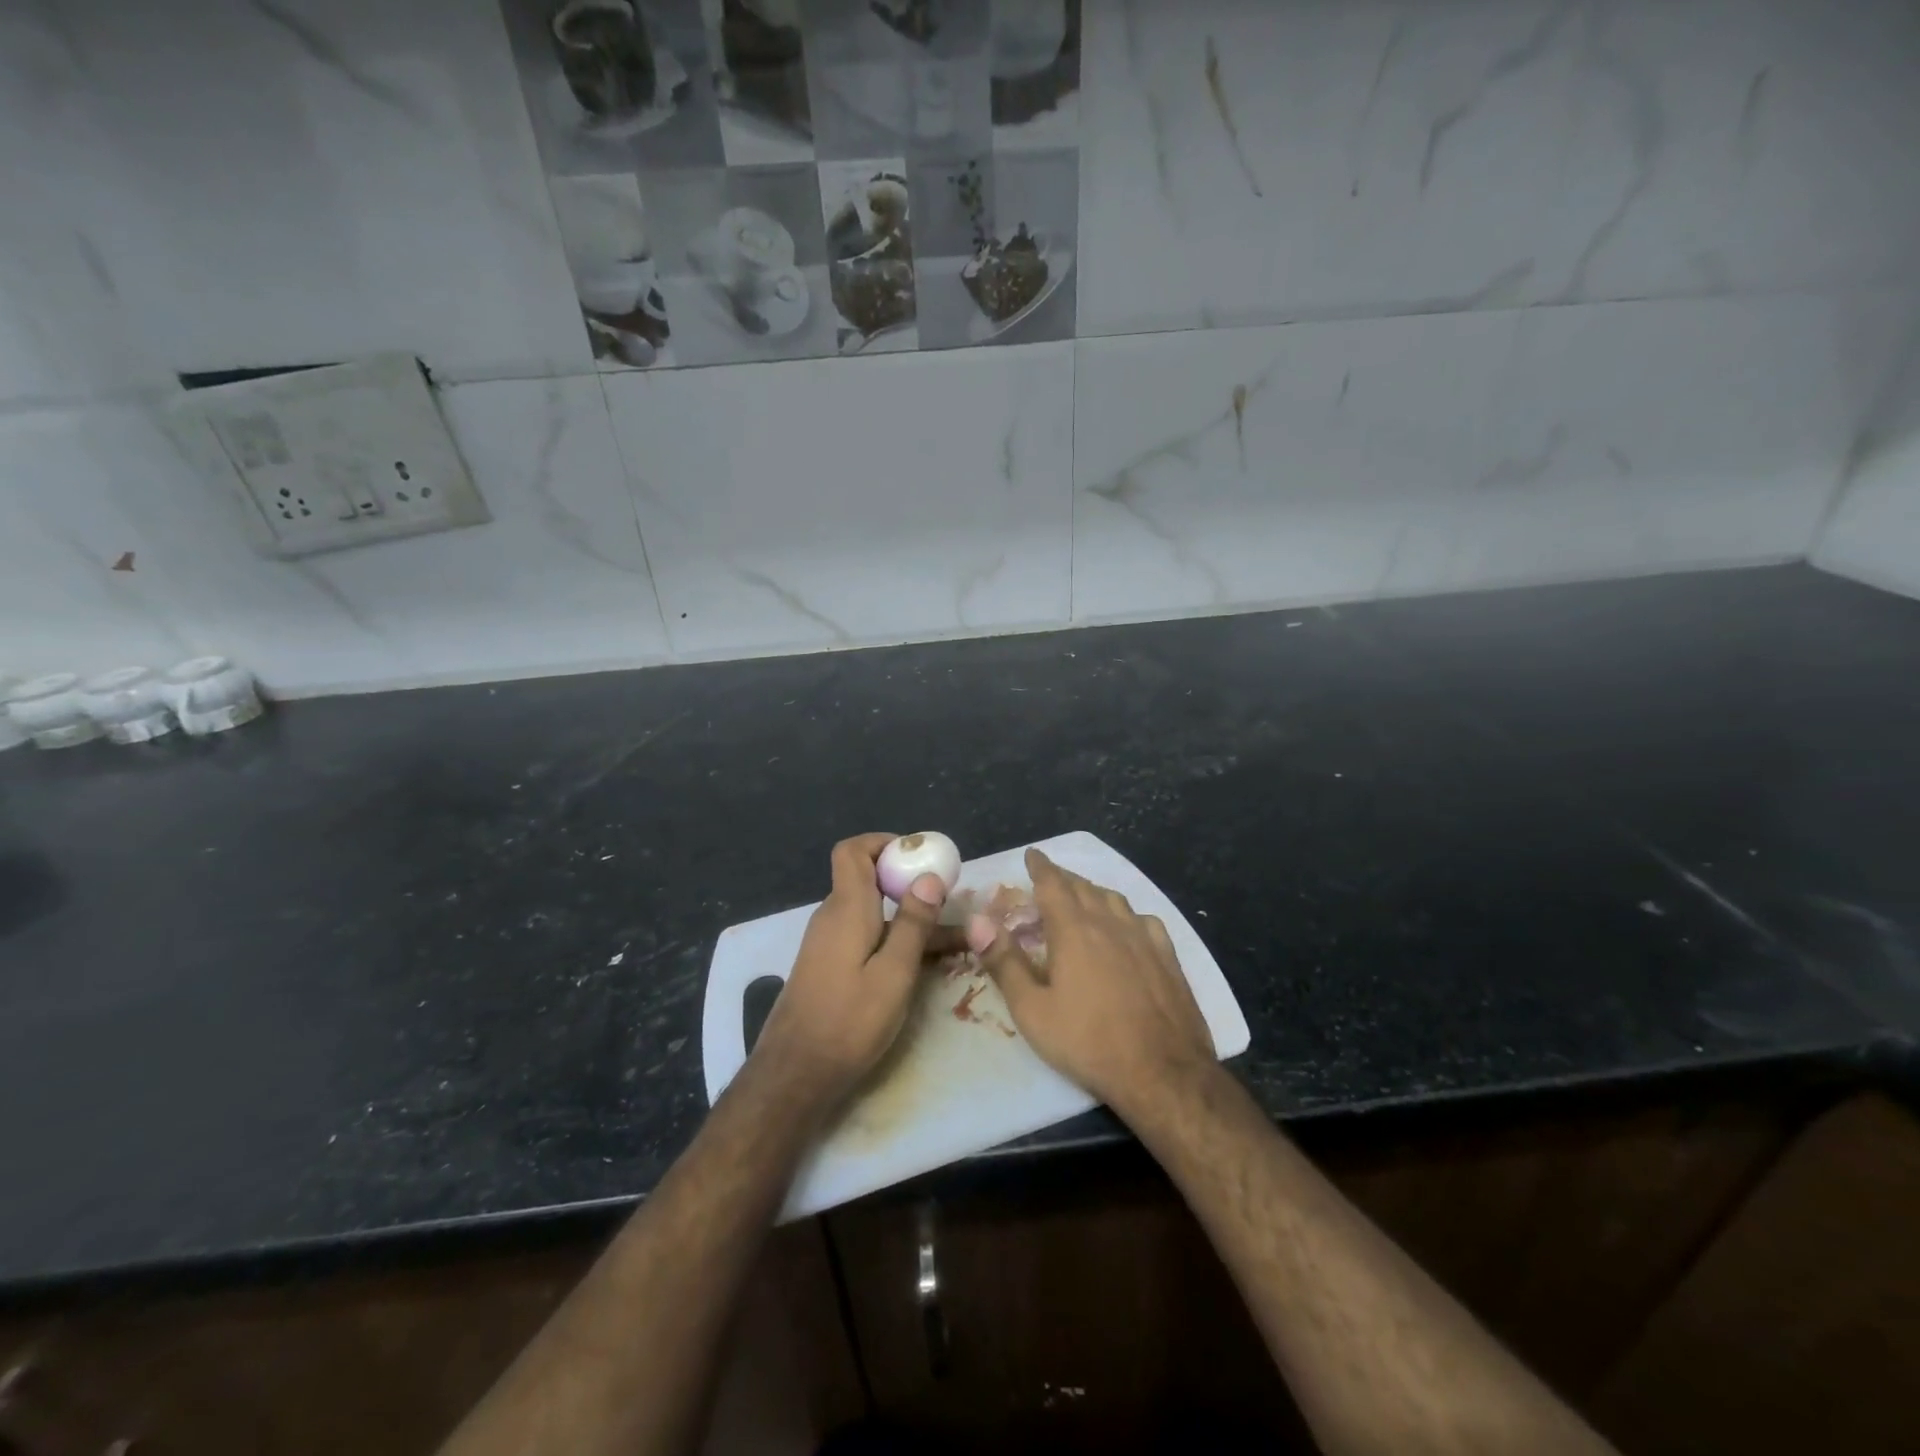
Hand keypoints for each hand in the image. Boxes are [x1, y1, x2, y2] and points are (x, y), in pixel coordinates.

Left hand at [752, 833, 949, 1109]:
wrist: (795, 1074)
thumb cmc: (849, 1022)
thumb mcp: (894, 973)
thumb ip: (913, 923)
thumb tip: (929, 876)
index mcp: (846, 908)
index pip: (852, 850)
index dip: (884, 843)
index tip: (919, 859)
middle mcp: (832, 916)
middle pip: (866, 878)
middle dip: (908, 882)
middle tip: (948, 900)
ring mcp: (826, 941)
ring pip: (871, 912)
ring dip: (907, 916)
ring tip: (951, 937)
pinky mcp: (827, 964)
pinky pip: (864, 935)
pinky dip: (892, 937)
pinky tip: (921, 962)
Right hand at [968, 848, 1215, 1115]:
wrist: (1163, 1072)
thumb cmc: (1088, 1042)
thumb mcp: (1032, 1010)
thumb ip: (1004, 962)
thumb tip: (977, 921)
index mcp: (1074, 930)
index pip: (1053, 884)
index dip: (1040, 866)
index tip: (1032, 854)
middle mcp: (1109, 923)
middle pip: (1084, 887)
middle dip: (1064, 878)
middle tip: (1050, 878)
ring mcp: (1144, 938)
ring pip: (1115, 900)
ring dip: (1094, 892)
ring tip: (1083, 897)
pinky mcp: (1168, 957)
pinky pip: (1144, 920)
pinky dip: (1126, 914)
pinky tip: (1128, 927)